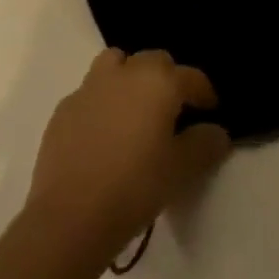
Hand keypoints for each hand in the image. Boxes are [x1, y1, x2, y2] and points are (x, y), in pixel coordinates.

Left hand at [26, 48, 231, 259]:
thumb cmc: (135, 186)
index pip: (192, 77)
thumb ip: (205, 144)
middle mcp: (125, 73)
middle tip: (173, 111)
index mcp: (159, 82)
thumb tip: (215, 132)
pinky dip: (102, 102)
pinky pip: (90, 92)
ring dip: (129, 77)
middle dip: (168, 78)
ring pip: (116, 64)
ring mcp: (90, 88)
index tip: (210, 112)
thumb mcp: (183, 170)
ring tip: (134, 109)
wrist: (70, 218)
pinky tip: (103, 134)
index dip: (205, 93)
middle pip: (154, 61)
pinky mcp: (63, 110)